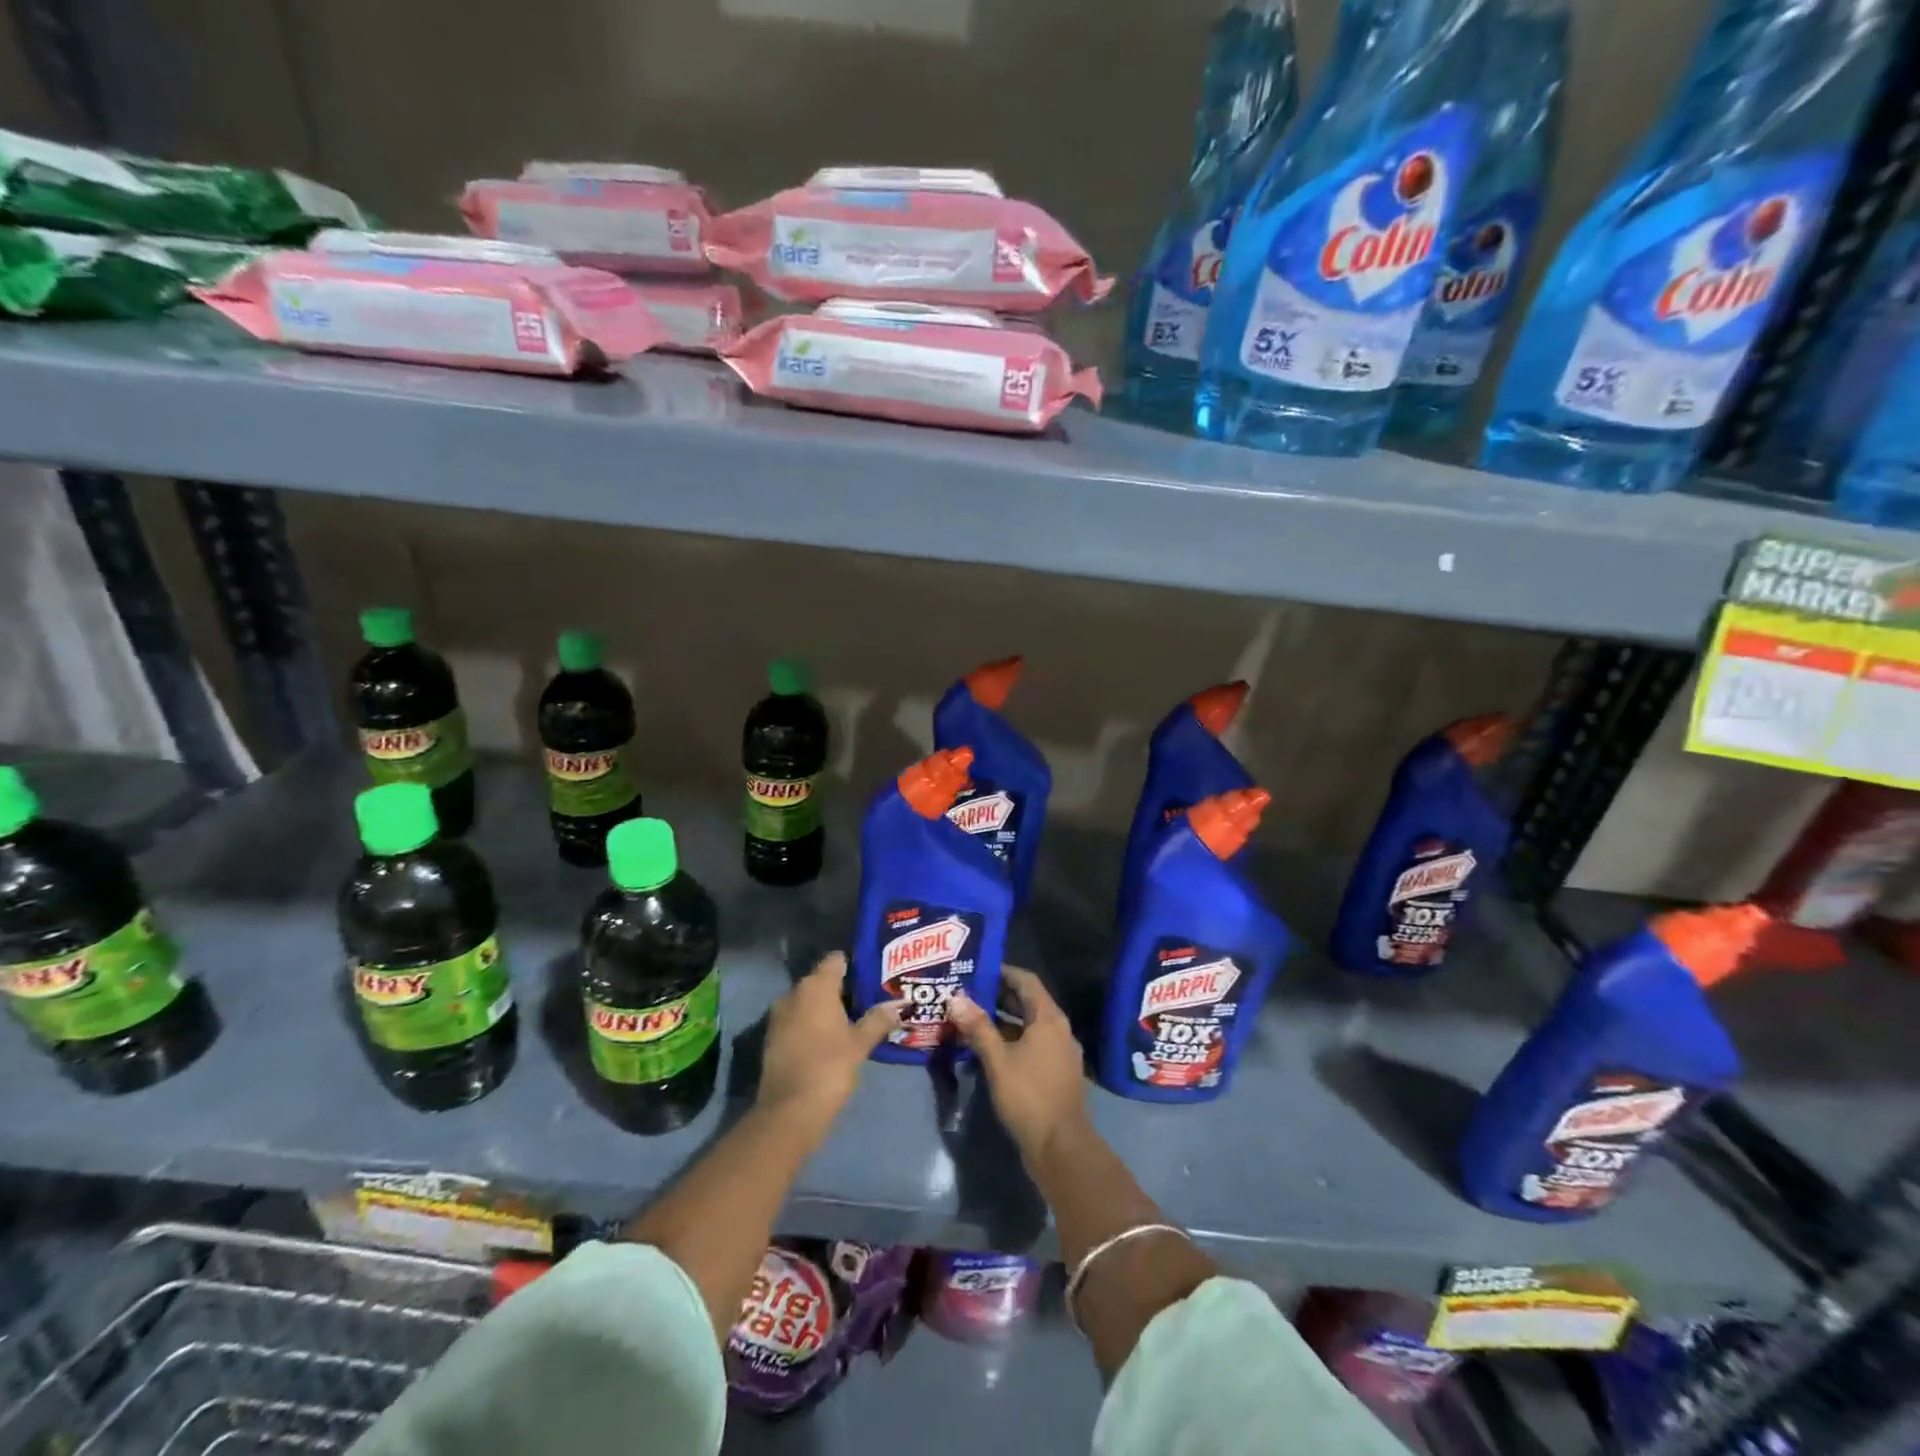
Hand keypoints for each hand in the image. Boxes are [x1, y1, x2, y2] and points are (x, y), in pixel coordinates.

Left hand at [758, 953, 900, 1136]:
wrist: (788, 1112)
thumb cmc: (829, 1067)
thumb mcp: (860, 1043)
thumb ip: (879, 1019)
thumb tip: (900, 1004)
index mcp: (815, 986)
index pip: (835, 960)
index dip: (853, 964)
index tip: (871, 975)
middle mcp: (793, 993)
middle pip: (821, 980)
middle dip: (842, 988)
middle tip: (867, 999)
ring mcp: (779, 1015)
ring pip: (808, 1001)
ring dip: (826, 1008)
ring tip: (852, 1019)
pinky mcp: (773, 1037)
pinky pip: (797, 1019)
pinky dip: (812, 1024)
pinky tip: (830, 1038)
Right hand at [947, 966, 1087, 1163]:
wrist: (1061, 1147)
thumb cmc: (1029, 1096)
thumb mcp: (998, 1060)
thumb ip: (978, 1027)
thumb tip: (956, 998)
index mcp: (1049, 1019)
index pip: (1026, 981)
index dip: (1003, 972)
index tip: (978, 969)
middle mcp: (1059, 1029)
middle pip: (1029, 1002)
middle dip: (999, 996)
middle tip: (968, 992)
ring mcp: (1060, 1052)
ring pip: (1029, 1025)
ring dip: (1003, 1020)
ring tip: (972, 1018)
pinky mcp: (1056, 1072)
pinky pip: (1033, 1044)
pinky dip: (1012, 1040)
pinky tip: (988, 1048)